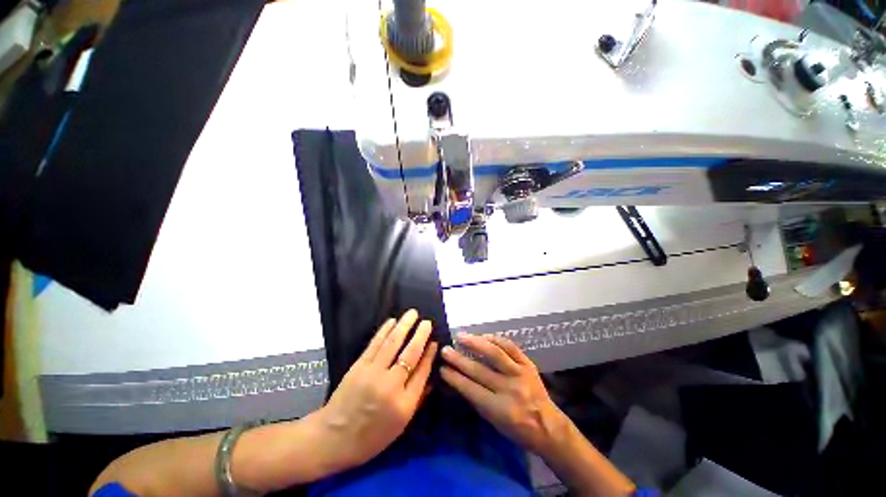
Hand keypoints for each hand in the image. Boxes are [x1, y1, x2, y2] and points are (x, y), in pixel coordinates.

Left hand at [317, 310, 437, 471]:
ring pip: (393, 343)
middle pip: (410, 354)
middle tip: (428, 322)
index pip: (422, 371)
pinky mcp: (359, 366)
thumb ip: (418, 398)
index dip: (430, 354)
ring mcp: (373, 373)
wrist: (333, 438)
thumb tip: (431, 373)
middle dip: (421, 335)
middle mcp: (391, 385)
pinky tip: (392, 321)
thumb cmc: (371, 436)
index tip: (435, 342)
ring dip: (404, 325)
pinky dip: (385, 330)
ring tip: (413, 313)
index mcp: (404, 404)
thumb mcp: (401, 425)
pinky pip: (375, 344)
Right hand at [440, 333, 568, 455]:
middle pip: (479, 370)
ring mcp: (520, 374)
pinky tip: (483, 336)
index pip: (471, 389)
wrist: (549, 426)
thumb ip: (477, 400)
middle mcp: (510, 389)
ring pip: (495, 353)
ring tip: (461, 336)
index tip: (442, 368)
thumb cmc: (518, 430)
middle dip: (459, 359)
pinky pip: (510, 347)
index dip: (454, 377)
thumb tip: (459, 379)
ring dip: (475, 342)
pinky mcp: (528, 364)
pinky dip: (495, 339)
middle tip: (446, 350)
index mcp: (500, 409)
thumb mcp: (494, 422)